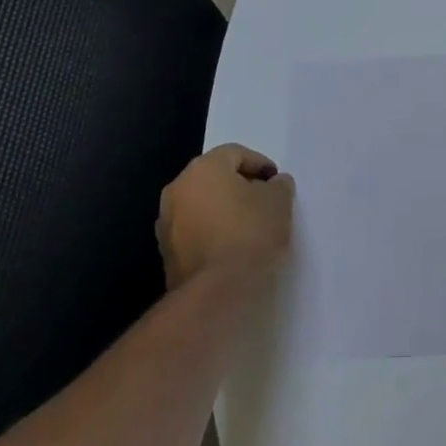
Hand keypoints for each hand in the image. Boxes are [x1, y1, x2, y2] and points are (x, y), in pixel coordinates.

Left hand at [157, 144, 293, 289]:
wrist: (217, 292)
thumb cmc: (250, 234)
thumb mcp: (279, 202)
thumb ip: (278, 185)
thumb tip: (273, 184)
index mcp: (203, 168)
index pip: (235, 154)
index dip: (260, 165)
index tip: (276, 183)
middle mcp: (178, 188)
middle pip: (214, 178)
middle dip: (240, 186)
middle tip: (264, 201)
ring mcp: (167, 221)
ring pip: (202, 204)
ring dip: (223, 210)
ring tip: (250, 227)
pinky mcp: (166, 252)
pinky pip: (194, 230)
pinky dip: (212, 232)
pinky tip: (232, 247)